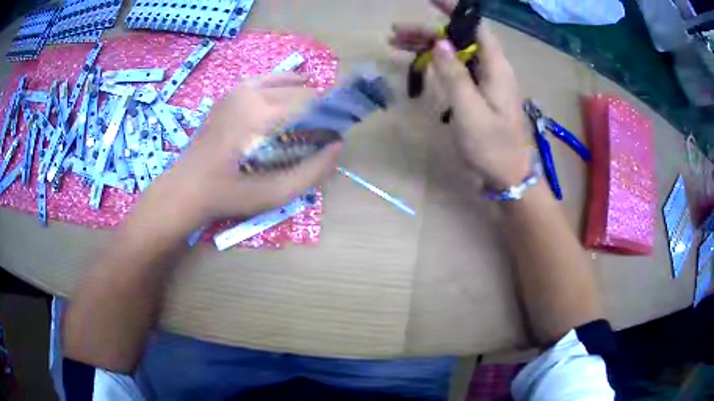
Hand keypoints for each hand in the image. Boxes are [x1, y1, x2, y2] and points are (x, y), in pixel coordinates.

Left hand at [140, 73, 341, 231]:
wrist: (187, 187)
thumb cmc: (230, 193)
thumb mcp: (276, 193)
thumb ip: (313, 171)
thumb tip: (337, 145)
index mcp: (262, 113)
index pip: (312, 103)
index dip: (328, 118)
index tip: (329, 138)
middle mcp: (252, 92)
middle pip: (301, 90)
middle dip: (315, 109)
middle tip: (314, 135)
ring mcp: (239, 89)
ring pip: (286, 82)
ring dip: (301, 98)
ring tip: (302, 122)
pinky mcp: (231, 92)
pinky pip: (267, 80)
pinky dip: (283, 88)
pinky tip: (285, 103)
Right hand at [390, 0, 531, 189]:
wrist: (510, 177)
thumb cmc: (493, 148)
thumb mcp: (471, 112)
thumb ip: (455, 75)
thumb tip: (440, 42)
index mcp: (496, 68)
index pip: (476, 27)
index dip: (455, 11)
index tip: (431, 0)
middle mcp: (491, 69)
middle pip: (459, 39)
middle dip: (428, 32)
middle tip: (395, 34)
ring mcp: (485, 82)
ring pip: (455, 53)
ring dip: (428, 47)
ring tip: (397, 44)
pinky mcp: (479, 94)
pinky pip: (456, 69)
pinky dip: (437, 63)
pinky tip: (420, 63)